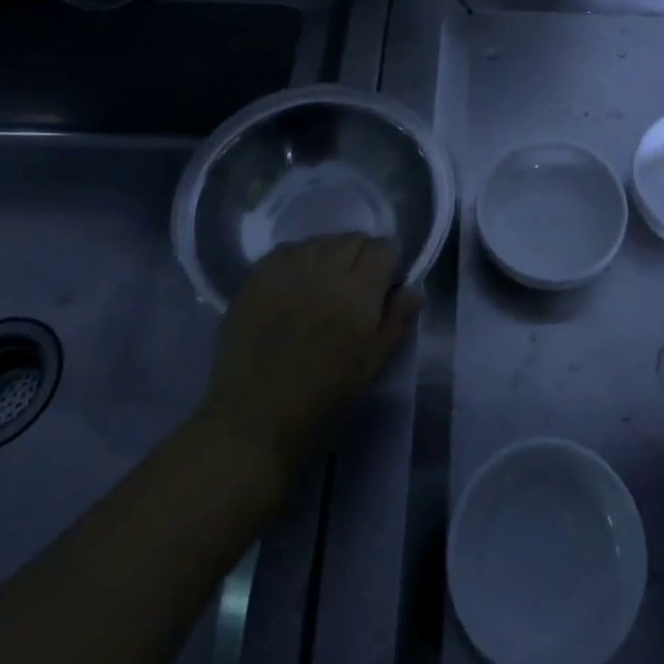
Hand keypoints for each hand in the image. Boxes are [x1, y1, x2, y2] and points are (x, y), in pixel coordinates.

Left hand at [199, 235, 421, 474]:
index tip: (385, 286)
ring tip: (323, 284)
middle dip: (362, 255)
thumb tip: (413, 288)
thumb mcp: (370, 367)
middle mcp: (324, 270)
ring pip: (320, 241)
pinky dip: (299, 259)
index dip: (389, 264)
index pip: (384, 249)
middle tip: (356, 286)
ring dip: (329, 255)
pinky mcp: (256, 277)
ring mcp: (287, 270)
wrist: (250, 424)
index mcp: (358, 293)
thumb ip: (396, 322)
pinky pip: (287, 250)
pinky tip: (295, 284)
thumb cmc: (320, 403)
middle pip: (353, 239)